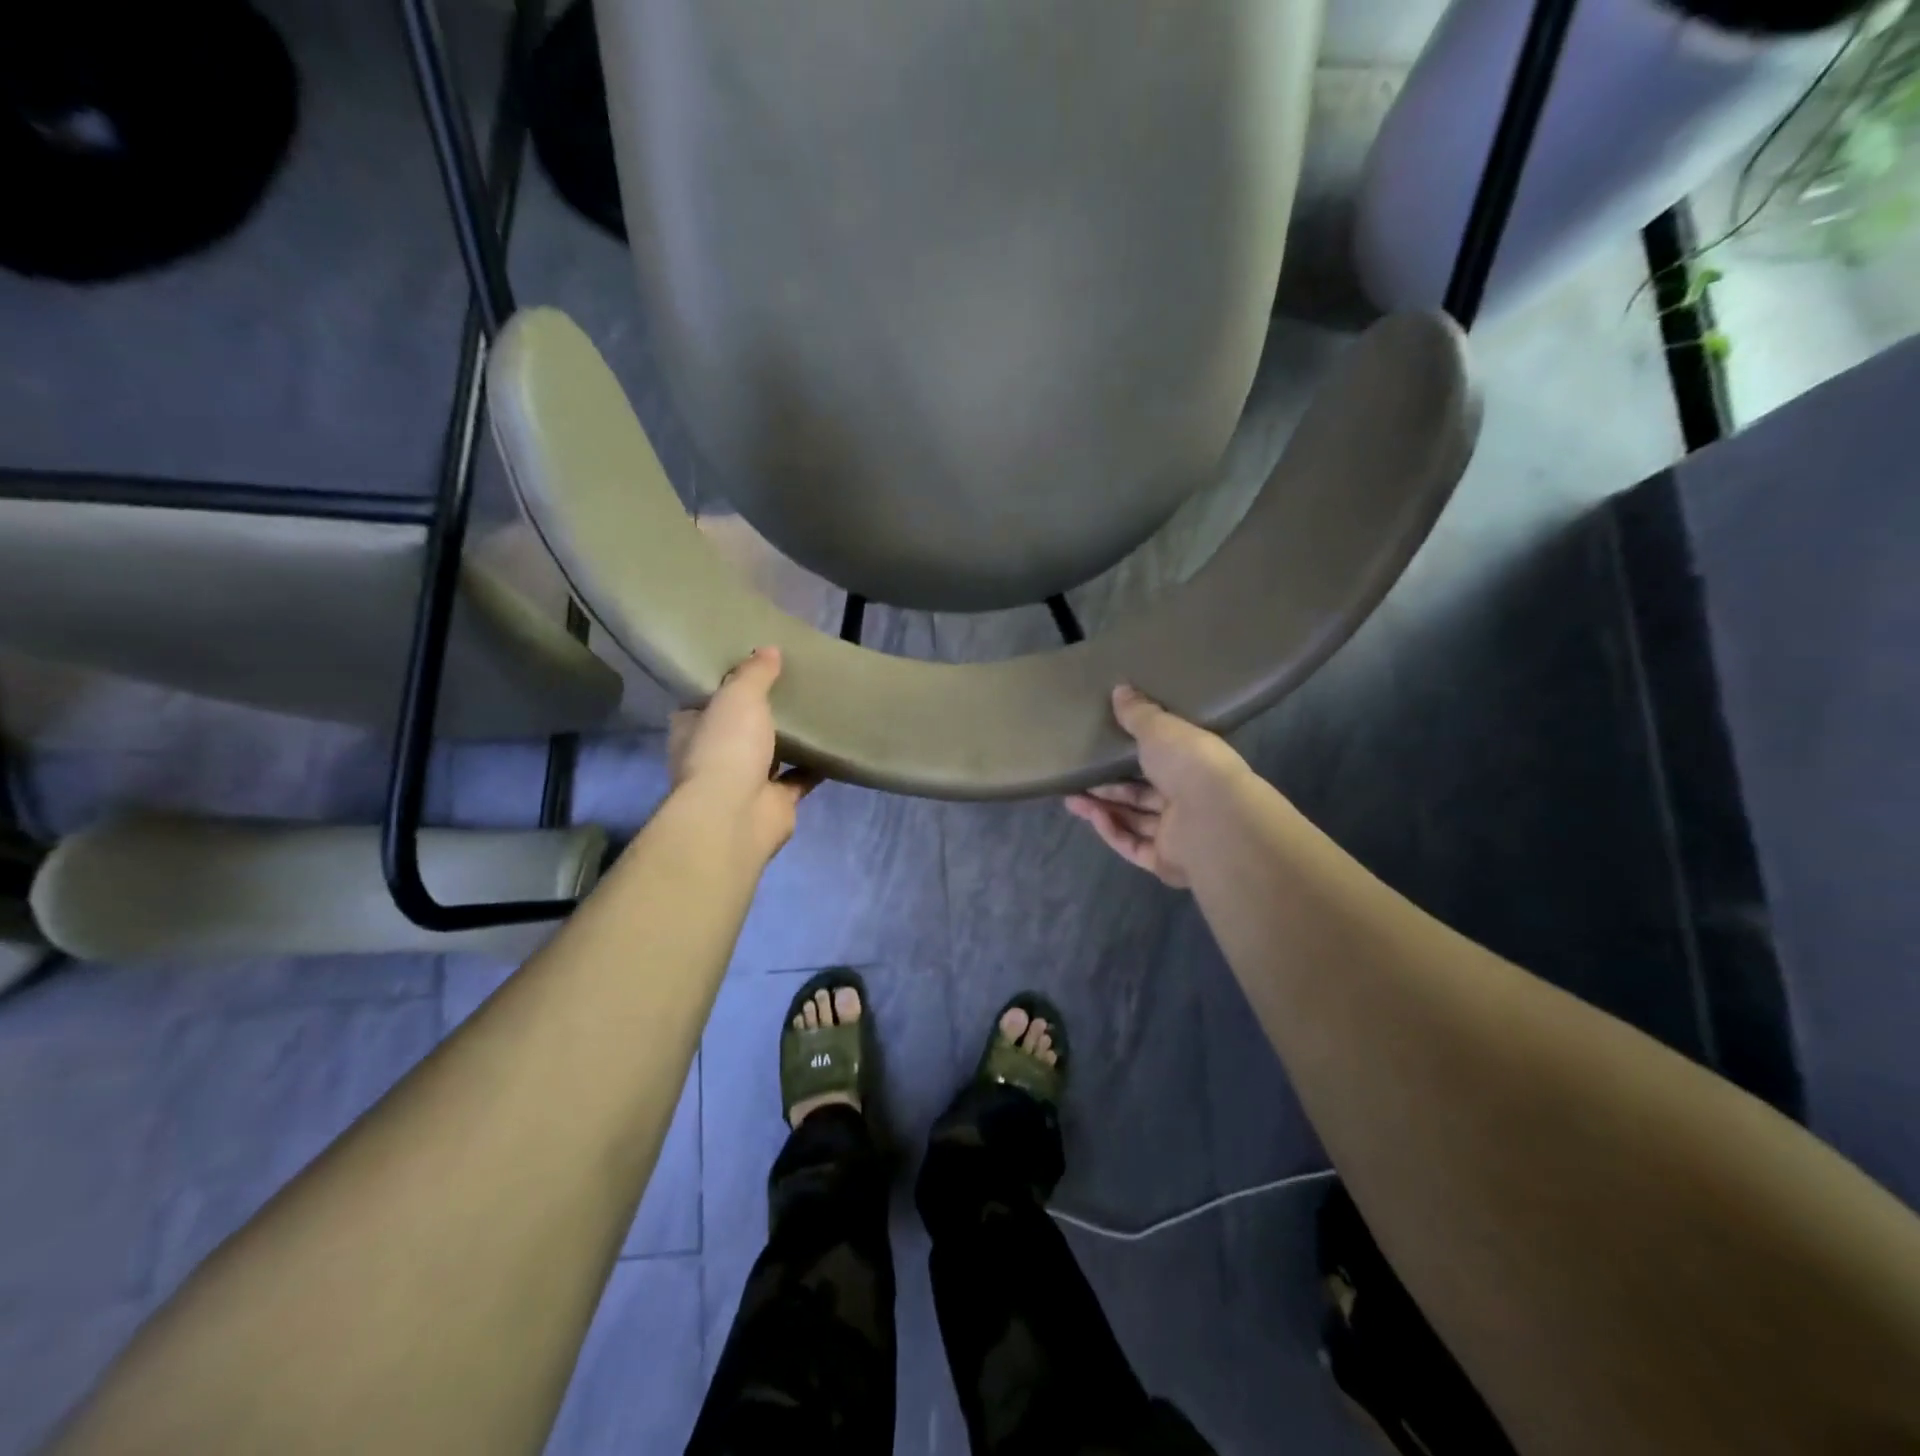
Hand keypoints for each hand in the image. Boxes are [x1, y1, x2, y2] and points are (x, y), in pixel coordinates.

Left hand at [669, 647, 817, 857]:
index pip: (703, 703)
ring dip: (787, 741)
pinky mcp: (774, 802)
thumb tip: (769, 650)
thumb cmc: (726, 747)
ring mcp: (744, 782)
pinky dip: (814, 766)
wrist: (735, 814)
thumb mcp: (738, 696)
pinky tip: (834, 746)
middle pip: (737, 729)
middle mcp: (714, 756)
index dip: (722, 687)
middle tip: (789, 687)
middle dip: (759, 715)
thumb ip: (754, 673)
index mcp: (692, 729)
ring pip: (769, 755)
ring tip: (815, 713)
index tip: (748, 670)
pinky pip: (798, 779)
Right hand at [1065, 685, 1250, 887]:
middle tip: (1078, 776)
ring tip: (1070, 797)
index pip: (1163, 760)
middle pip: (1143, 794)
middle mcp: (1190, 800)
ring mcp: (1178, 834)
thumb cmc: (1191, 765)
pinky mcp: (1164, 861)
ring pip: (1134, 820)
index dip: (1133, 755)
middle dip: (1109, 786)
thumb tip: (1120, 689)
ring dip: (1102, 808)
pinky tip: (1091, 815)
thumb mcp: (1161, 729)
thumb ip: (1138, 714)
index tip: (1105, 746)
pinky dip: (1111, 830)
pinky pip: (1132, 845)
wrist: (1214, 820)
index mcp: (1196, 766)